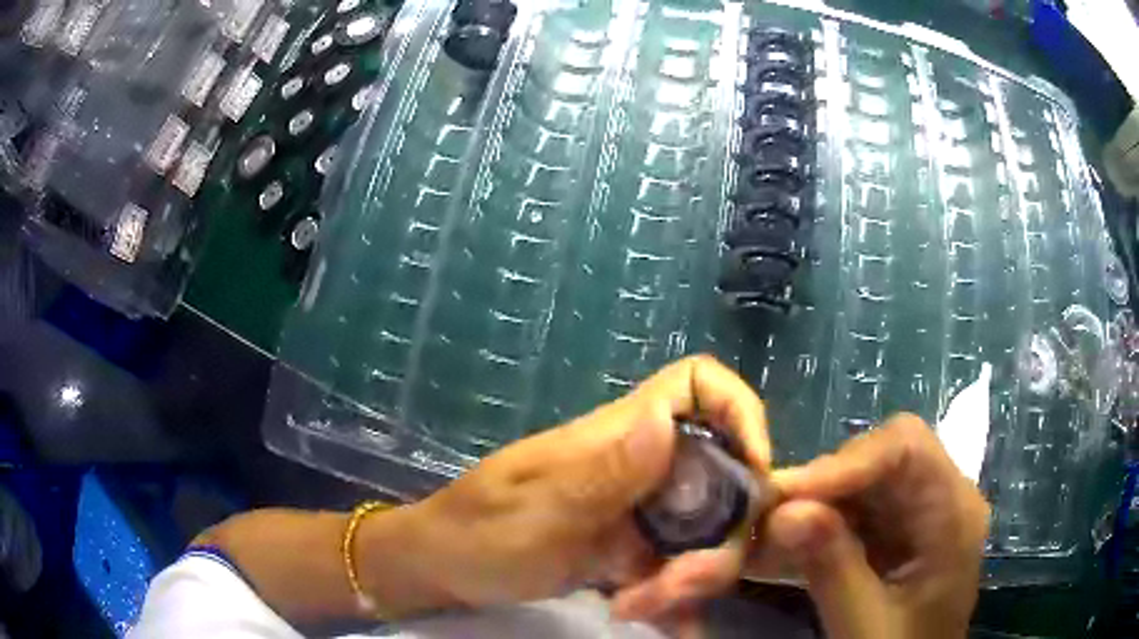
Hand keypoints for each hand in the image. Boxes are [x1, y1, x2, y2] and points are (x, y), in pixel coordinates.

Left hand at [369, 355, 769, 627]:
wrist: (446, 570)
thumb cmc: (477, 531)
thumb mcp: (536, 508)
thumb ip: (602, 471)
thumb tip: (666, 420)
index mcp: (618, 437)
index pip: (697, 385)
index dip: (740, 411)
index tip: (754, 470)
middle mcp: (643, 468)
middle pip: (724, 478)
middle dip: (719, 539)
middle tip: (672, 589)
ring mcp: (642, 514)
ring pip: (707, 534)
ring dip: (689, 580)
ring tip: (636, 609)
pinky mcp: (634, 552)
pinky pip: (679, 569)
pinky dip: (676, 600)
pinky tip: (663, 627)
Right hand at [758, 414, 989, 638]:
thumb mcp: (865, 624)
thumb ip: (833, 569)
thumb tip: (780, 512)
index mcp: (954, 513)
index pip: (907, 449)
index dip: (846, 462)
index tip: (785, 494)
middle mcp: (942, 497)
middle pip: (882, 457)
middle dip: (823, 484)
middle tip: (766, 517)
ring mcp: (919, 512)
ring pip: (862, 480)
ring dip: (812, 505)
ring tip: (763, 538)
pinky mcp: (897, 529)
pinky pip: (855, 509)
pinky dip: (816, 526)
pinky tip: (782, 549)